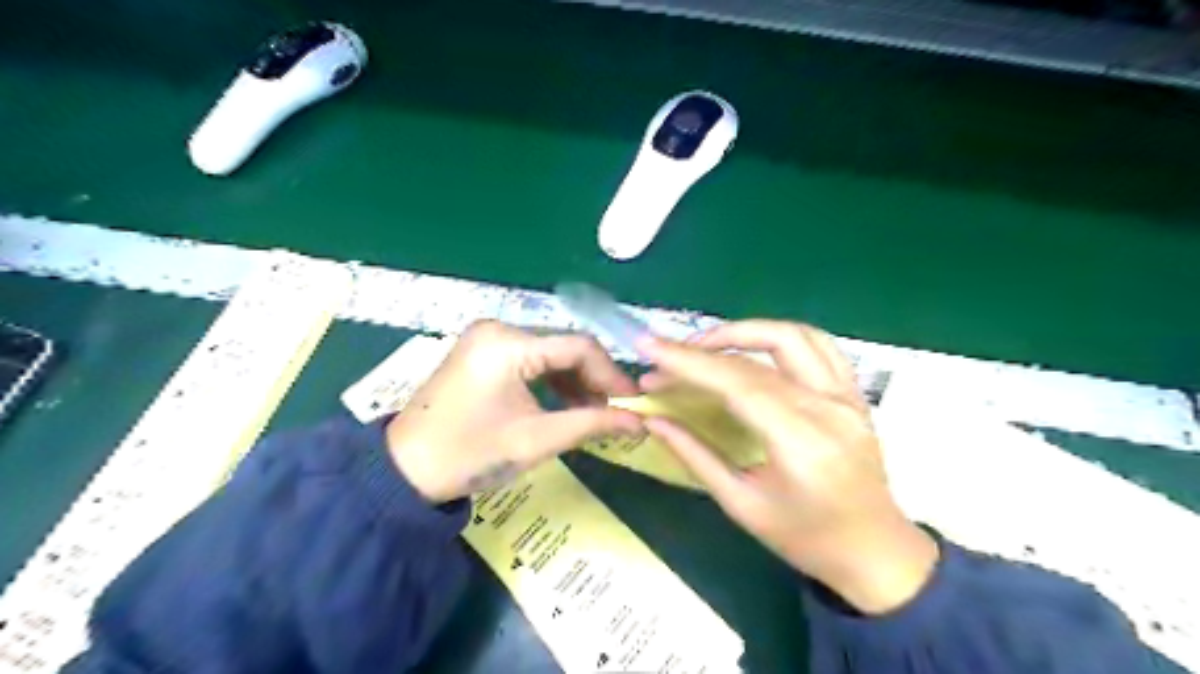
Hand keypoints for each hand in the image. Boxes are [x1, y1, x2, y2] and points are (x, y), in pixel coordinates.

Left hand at [384, 321, 647, 505]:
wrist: (403, 471)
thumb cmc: (469, 455)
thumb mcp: (536, 439)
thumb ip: (592, 424)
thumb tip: (639, 423)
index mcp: (507, 343)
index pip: (577, 346)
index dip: (611, 374)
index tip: (632, 402)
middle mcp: (497, 328)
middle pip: (563, 346)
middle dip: (593, 379)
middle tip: (614, 411)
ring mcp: (487, 338)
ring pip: (549, 353)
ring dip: (574, 381)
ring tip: (592, 413)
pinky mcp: (482, 352)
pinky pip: (530, 359)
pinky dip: (551, 381)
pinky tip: (565, 404)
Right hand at [637, 320, 935, 616]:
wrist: (875, 552)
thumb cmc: (806, 540)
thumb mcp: (742, 506)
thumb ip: (695, 456)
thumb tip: (653, 421)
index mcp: (801, 444)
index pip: (738, 384)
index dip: (690, 362)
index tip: (649, 348)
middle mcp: (829, 409)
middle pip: (760, 355)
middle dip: (705, 347)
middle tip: (668, 354)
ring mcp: (848, 396)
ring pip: (793, 336)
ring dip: (744, 331)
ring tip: (705, 345)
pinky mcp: (854, 393)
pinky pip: (819, 345)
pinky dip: (780, 337)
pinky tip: (753, 346)